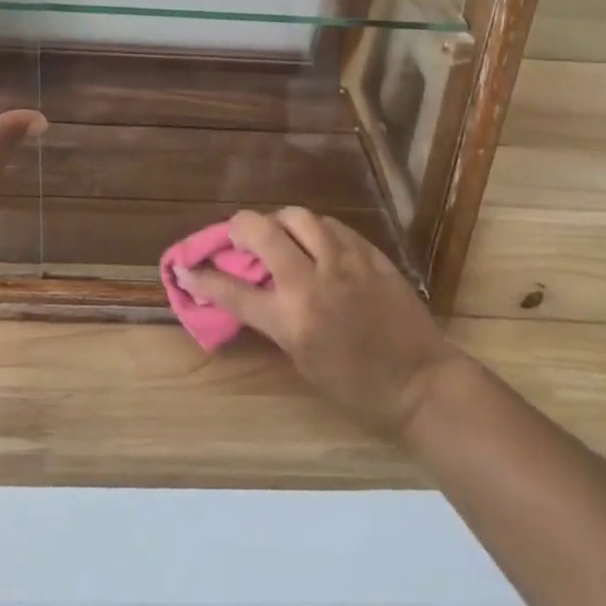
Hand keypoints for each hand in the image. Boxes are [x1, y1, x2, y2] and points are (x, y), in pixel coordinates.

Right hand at [174, 209, 465, 437]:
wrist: (421, 382)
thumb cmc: (357, 388)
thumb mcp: (303, 361)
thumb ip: (275, 320)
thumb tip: (251, 291)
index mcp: (292, 320)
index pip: (233, 291)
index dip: (202, 277)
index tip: (184, 268)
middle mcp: (312, 282)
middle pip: (261, 231)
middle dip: (238, 227)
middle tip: (236, 235)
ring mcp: (344, 262)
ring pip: (298, 217)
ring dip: (279, 222)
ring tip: (279, 234)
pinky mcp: (369, 253)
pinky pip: (331, 226)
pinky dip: (315, 230)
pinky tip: (316, 242)